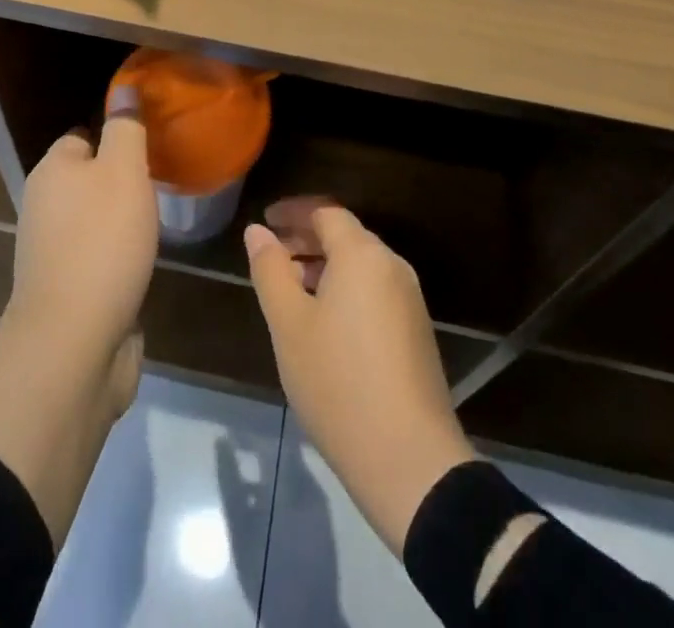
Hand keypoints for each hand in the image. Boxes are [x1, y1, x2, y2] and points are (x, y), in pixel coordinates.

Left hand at [7, 83, 159, 408]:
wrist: (73, 342)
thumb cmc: (102, 242)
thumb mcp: (123, 171)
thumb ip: (126, 128)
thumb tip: (125, 88)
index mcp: (51, 171)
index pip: (82, 136)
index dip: (116, 137)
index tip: (150, 147)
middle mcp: (43, 207)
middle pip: (87, 179)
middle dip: (121, 181)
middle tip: (159, 184)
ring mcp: (51, 252)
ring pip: (92, 220)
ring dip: (120, 221)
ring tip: (156, 222)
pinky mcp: (65, 291)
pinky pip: (95, 257)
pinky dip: (116, 257)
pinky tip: (140, 262)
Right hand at [246, 205, 478, 553]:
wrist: (410, 461)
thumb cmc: (338, 382)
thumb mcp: (289, 324)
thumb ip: (270, 270)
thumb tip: (258, 231)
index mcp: (363, 254)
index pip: (325, 212)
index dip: (292, 212)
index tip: (265, 221)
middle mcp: (392, 266)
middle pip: (345, 236)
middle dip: (305, 239)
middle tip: (270, 256)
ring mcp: (409, 300)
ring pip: (360, 265)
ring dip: (323, 266)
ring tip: (289, 290)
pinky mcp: (416, 331)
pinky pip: (374, 291)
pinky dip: (344, 290)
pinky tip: (322, 322)